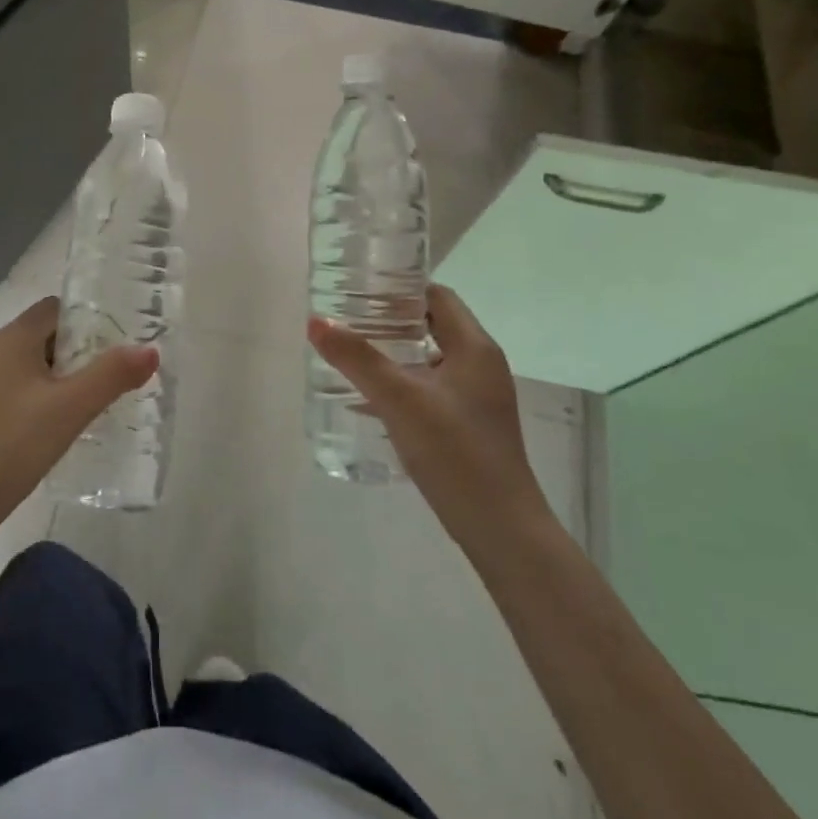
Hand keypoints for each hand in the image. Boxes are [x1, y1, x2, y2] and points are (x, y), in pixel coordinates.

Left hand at [0, 296, 156, 541]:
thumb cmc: (14, 444)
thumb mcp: (71, 408)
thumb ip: (112, 375)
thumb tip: (149, 350)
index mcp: (11, 338)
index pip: (54, 308)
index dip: (86, 321)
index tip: (111, 346)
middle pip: (41, 335)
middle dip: (75, 352)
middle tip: (104, 378)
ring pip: (25, 364)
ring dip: (54, 376)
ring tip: (82, 404)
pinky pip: (10, 388)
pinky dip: (33, 396)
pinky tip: (48, 427)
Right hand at [307, 284, 550, 551]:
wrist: (502, 531)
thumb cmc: (455, 452)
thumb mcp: (399, 399)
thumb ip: (356, 358)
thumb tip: (316, 322)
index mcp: (474, 348)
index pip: (437, 295)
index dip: (399, 287)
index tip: (359, 288)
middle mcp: (481, 365)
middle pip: (432, 324)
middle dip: (389, 318)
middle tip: (346, 318)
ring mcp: (477, 398)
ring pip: (430, 357)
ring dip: (393, 351)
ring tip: (351, 352)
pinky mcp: (469, 425)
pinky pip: (431, 386)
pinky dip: (403, 381)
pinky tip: (370, 396)